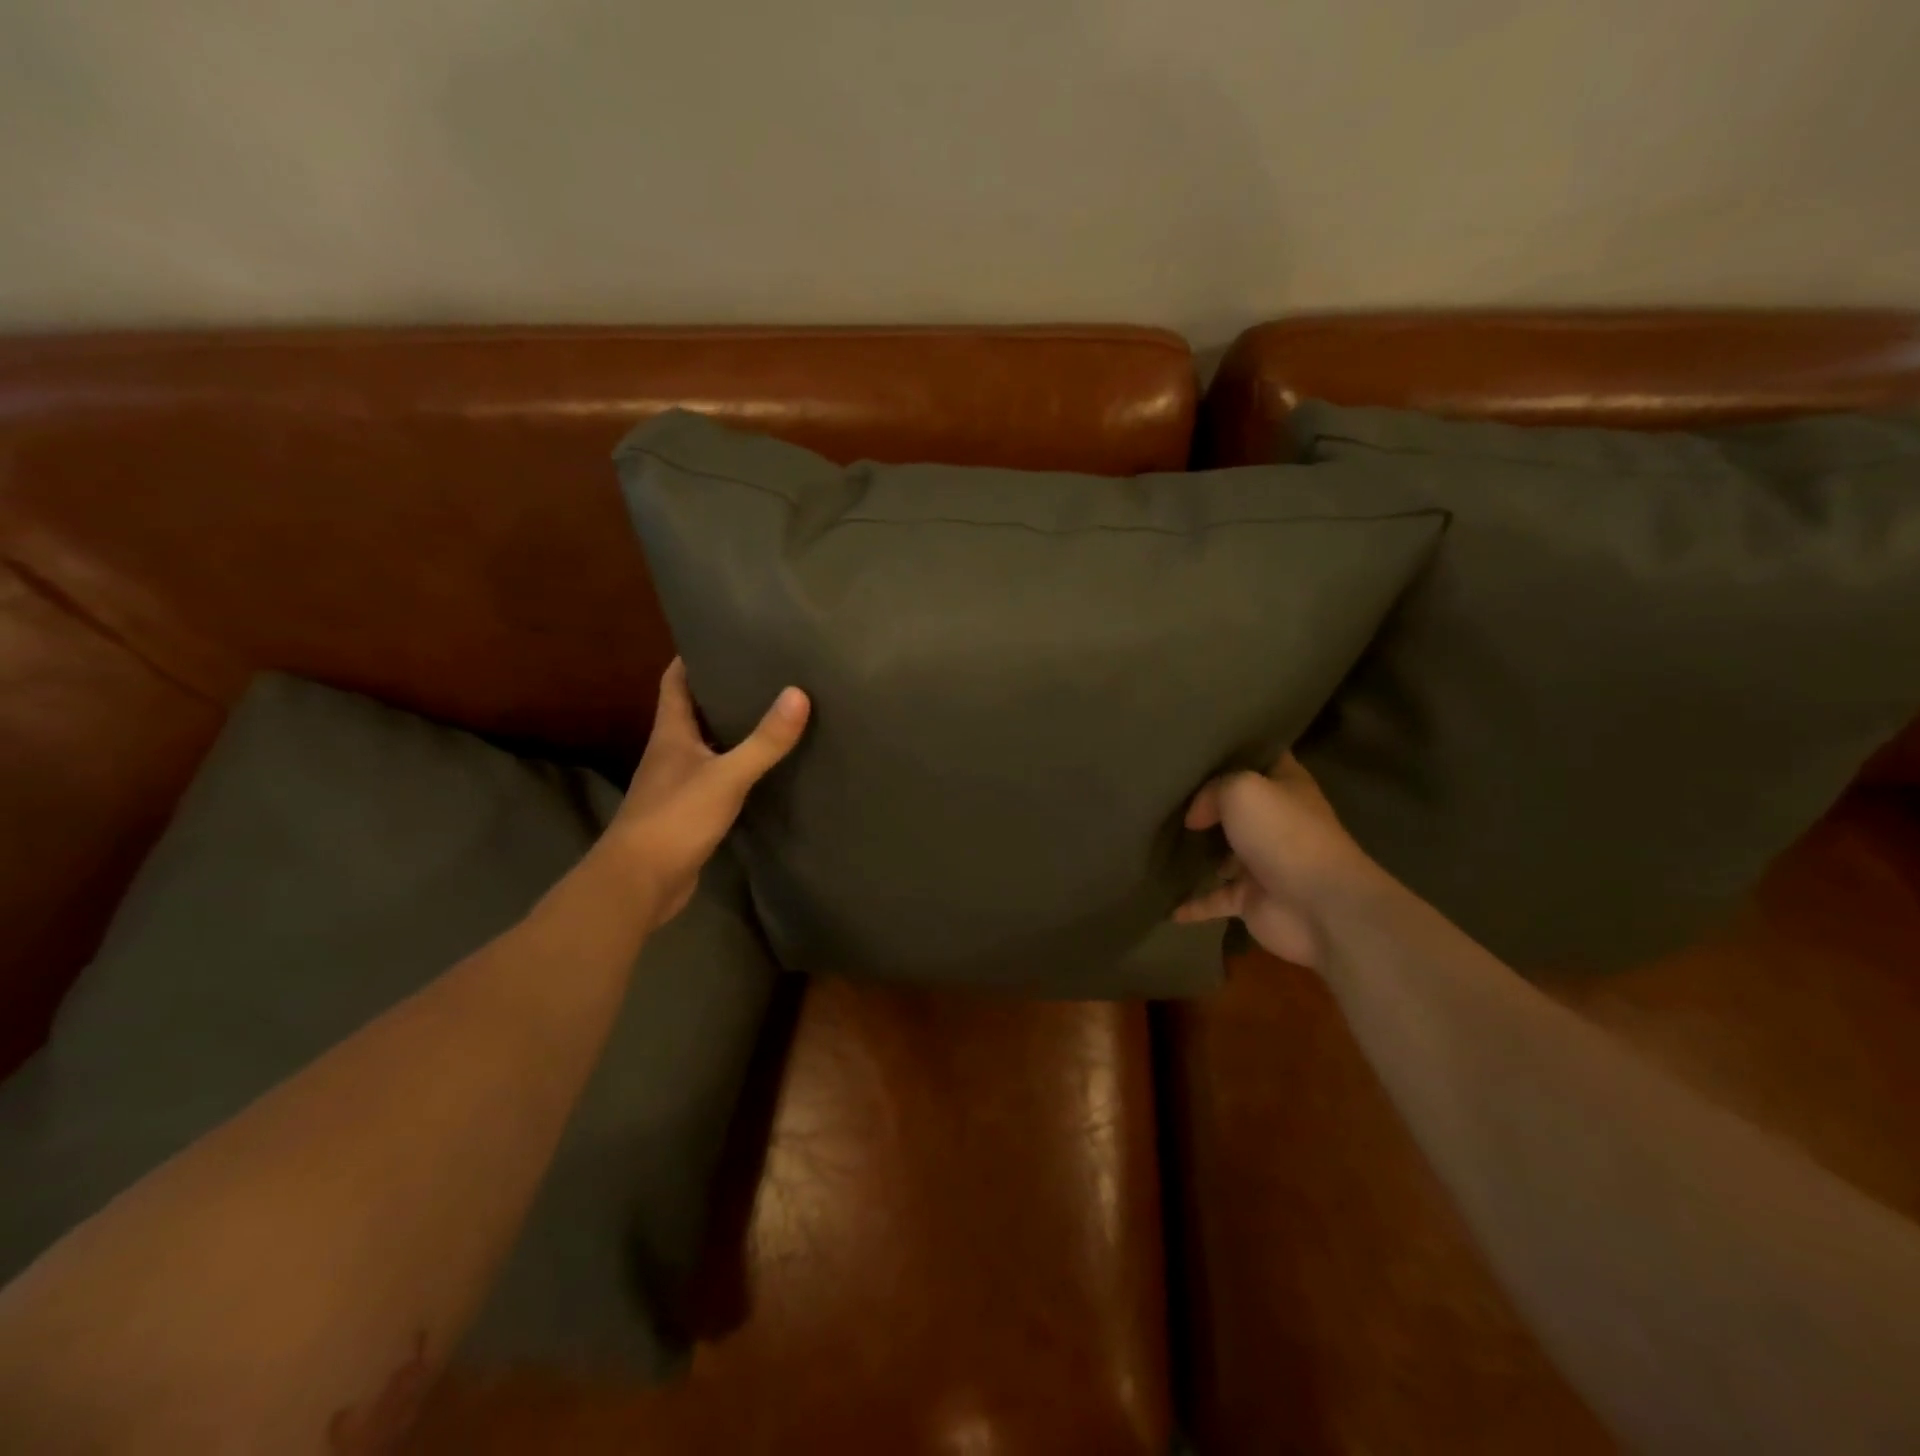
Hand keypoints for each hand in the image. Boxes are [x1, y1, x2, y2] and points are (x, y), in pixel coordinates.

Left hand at [609, 658, 809, 928]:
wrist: (639, 883)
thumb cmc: (675, 819)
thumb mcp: (726, 776)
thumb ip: (763, 740)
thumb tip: (799, 694)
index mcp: (670, 734)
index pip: (674, 682)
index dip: (692, 657)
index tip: (722, 638)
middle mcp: (670, 753)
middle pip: (693, 711)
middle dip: (721, 691)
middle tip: (763, 674)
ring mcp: (677, 784)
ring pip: (706, 746)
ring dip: (730, 731)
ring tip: (771, 713)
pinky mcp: (688, 813)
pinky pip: (715, 778)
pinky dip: (736, 767)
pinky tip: (762, 769)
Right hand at [1173, 753, 1382, 969]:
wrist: (1319, 905)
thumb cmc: (1284, 834)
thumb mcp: (1241, 789)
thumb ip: (1211, 791)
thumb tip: (1195, 817)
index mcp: (1286, 787)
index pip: (1261, 757)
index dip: (1234, 750)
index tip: (1197, 745)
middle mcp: (1277, 822)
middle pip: (1237, 807)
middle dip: (1207, 803)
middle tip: (1166, 793)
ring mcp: (1264, 863)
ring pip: (1224, 854)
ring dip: (1199, 854)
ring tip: (1159, 842)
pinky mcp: (1252, 899)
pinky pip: (1215, 899)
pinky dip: (1193, 904)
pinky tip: (1169, 908)